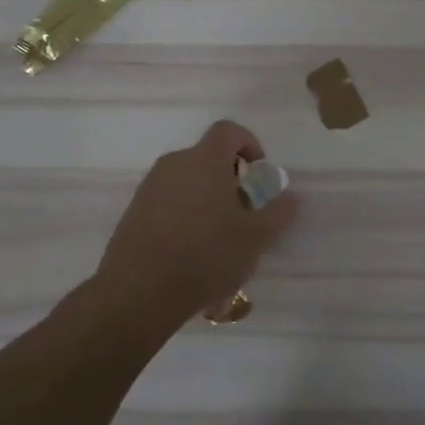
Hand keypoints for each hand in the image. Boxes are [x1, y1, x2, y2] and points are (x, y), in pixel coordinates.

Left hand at [87, 120, 300, 325]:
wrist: (138, 294)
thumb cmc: (206, 255)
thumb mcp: (256, 237)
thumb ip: (279, 212)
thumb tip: (291, 197)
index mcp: (205, 160)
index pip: (229, 130)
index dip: (249, 143)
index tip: (258, 172)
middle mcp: (174, 165)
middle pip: (208, 157)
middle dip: (230, 178)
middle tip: (244, 211)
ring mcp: (149, 189)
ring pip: (188, 181)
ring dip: (207, 198)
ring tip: (219, 236)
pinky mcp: (133, 214)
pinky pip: (168, 202)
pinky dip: (185, 215)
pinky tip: (192, 251)